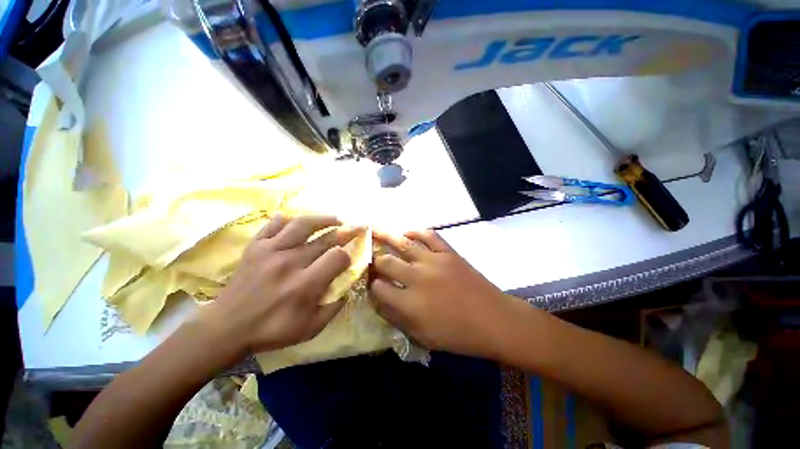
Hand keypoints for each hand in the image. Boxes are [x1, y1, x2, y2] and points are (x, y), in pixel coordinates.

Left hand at [197, 215, 359, 357]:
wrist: (226, 327)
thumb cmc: (272, 330)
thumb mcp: (311, 328)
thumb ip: (334, 306)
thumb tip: (348, 285)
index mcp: (305, 285)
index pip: (337, 257)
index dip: (348, 255)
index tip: (348, 259)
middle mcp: (290, 262)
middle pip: (326, 239)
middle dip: (346, 232)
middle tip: (356, 227)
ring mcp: (270, 250)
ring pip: (303, 224)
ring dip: (324, 218)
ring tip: (336, 219)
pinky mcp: (255, 246)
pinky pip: (275, 223)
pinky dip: (290, 219)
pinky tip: (300, 223)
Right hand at [369, 230, 517, 358]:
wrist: (494, 320)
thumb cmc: (458, 335)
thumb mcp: (423, 336)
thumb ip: (397, 317)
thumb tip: (378, 299)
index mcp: (410, 303)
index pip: (378, 289)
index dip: (370, 285)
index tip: (369, 283)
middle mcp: (418, 278)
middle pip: (386, 262)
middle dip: (374, 260)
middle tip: (370, 257)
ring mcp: (434, 261)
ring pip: (403, 244)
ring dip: (387, 236)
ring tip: (374, 230)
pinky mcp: (448, 253)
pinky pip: (429, 236)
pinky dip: (416, 232)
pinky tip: (407, 232)